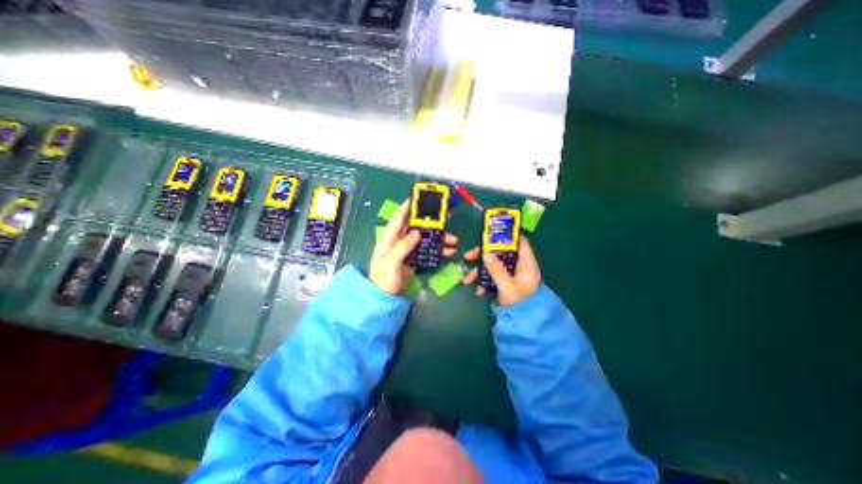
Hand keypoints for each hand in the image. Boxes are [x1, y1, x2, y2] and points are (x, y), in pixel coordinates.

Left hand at [370, 201, 460, 293]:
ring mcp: (408, 249)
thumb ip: (402, 247)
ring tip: (453, 240)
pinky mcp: (414, 257)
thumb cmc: (383, 279)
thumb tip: (417, 232)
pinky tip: (448, 251)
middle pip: (416, 226)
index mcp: (389, 238)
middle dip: (431, 222)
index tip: (418, 197)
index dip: (407, 207)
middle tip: (445, 217)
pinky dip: (438, 249)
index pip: (398, 218)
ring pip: (425, 238)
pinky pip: (427, 249)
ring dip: (439, 237)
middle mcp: (399, 240)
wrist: (384, 297)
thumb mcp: (391, 263)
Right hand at [462, 237, 540, 304]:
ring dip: (480, 271)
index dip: (507, 236)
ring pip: (494, 265)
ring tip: (467, 280)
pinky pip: (493, 276)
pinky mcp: (505, 283)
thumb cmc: (520, 304)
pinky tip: (478, 290)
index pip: (520, 242)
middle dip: (483, 255)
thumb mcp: (507, 287)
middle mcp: (519, 267)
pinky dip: (484, 281)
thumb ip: (496, 270)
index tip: (490, 235)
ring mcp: (512, 275)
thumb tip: (485, 253)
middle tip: (468, 256)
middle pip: (501, 253)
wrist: (524, 325)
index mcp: (526, 264)